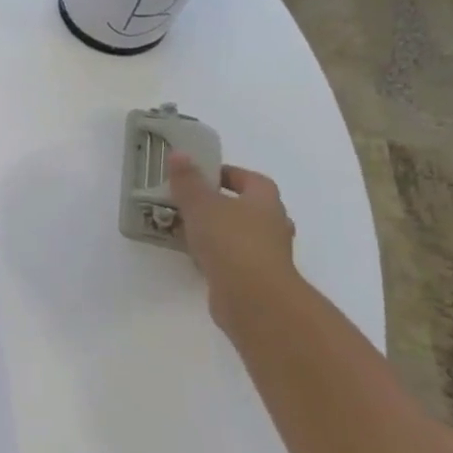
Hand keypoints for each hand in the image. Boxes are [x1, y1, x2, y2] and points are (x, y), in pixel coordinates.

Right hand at [166, 154, 300, 335]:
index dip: (227, 174)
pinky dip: (216, 255)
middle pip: (247, 207)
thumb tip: (179, 153)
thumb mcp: (201, 204)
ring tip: (186, 229)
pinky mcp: (256, 278)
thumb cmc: (231, 241)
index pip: (250, 179)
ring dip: (217, 231)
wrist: (253, 298)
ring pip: (240, 234)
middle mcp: (273, 225)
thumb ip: (188, 180)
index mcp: (265, 201)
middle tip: (190, 202)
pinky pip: (233, 258)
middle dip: (221, 204)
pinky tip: (194, 256)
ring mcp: (267, 254)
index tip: (200, 175)